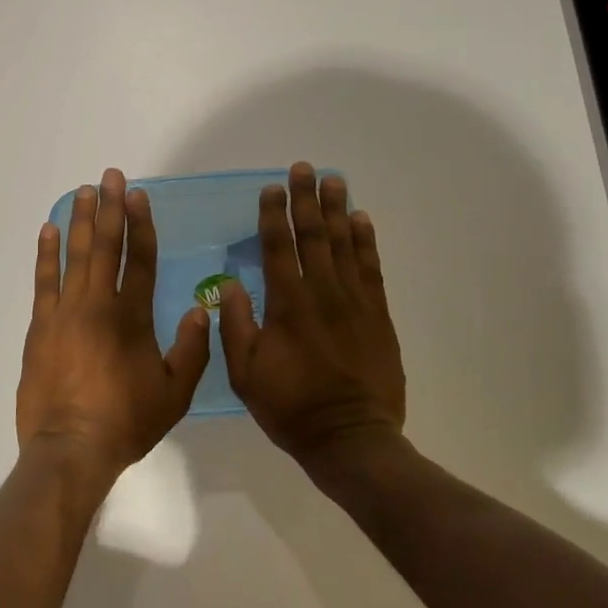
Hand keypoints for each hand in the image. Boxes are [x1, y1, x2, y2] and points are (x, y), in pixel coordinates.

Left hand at [18, 168, 211, 482]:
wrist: (70, 448)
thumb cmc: (126, 422)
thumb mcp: (174, 394)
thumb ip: (191, 350)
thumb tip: (199, 309)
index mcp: (133, 317)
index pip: (140, 259)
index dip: (141, 224)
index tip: (138, 195)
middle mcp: (99, 304)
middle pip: (106, 246)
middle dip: (110, 207)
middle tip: (110, 175)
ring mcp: (66, 311)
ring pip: (75, 255)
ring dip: (81, 220)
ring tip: (84, 190)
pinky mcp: (41, 324)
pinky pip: (44, 280)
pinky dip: (47, 253)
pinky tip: (49, 230)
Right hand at [219, 162, 405, 470]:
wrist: (351, 439)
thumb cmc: (291, 407)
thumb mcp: (245, 373)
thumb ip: (236, 325)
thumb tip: (229, 284)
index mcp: (287, 305)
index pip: (278, 248)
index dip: (273, 215)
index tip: (271, 189)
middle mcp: (321, 293)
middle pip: (313, 236)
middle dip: (306, 199)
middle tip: (304, 168)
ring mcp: (354, 302)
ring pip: (343, 245)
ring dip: (336, 210)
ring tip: (333, 180)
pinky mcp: (377, 315)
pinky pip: (371, 268)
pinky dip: (365, 242)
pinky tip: (361, 220)